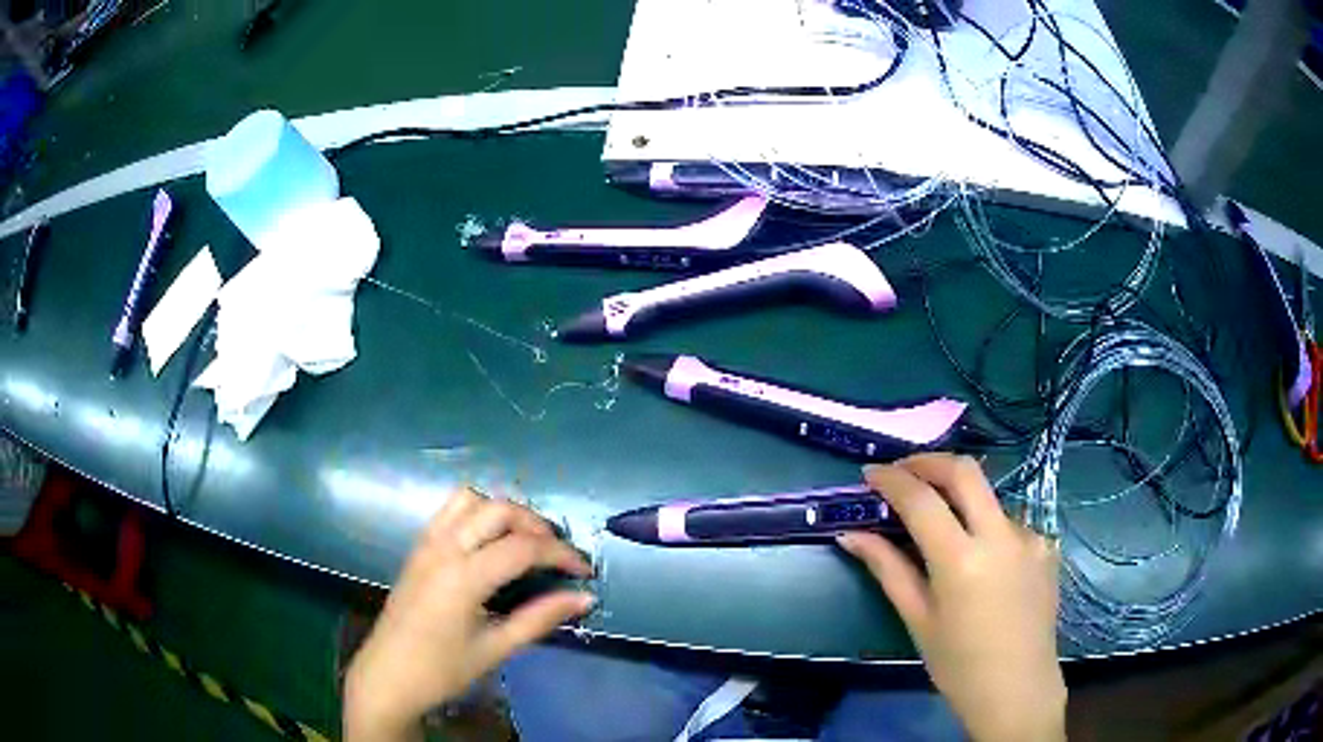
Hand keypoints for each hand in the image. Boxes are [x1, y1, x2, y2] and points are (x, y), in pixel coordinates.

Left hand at [343, 486, 594, 741]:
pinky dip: (478, 513)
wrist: (388, 675)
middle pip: (499, 510)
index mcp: (463, 577)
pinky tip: (490, 542)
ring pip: (471, 500)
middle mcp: (444, 548)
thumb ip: (540, 618)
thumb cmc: (442, 670)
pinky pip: (450, 510)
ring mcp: (427, 543)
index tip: (585, 572)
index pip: (523, 547)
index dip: (561, 554)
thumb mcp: (496, 649)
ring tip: (525, 542)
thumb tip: (585, 598)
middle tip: (558, 554)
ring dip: (505, 512)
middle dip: (537, 525)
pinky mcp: (418, 547)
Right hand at [838, 454, 1065, 741]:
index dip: (892, 479)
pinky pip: (1009, 523)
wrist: (1017, 689)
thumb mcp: (918, 619)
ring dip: (960, 500)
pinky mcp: (1047, 545)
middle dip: (929, 462)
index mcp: (962, 560)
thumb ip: (888, 569)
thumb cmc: (958, 664)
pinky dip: (986, 527)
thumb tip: (851, 535)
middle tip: (903, 472)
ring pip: (989, 498)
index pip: (922, 499)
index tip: (870, 473)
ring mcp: (1030, 536)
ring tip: (942, 529)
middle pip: (965, 471)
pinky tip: (980, 559)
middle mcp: (1001, 536)